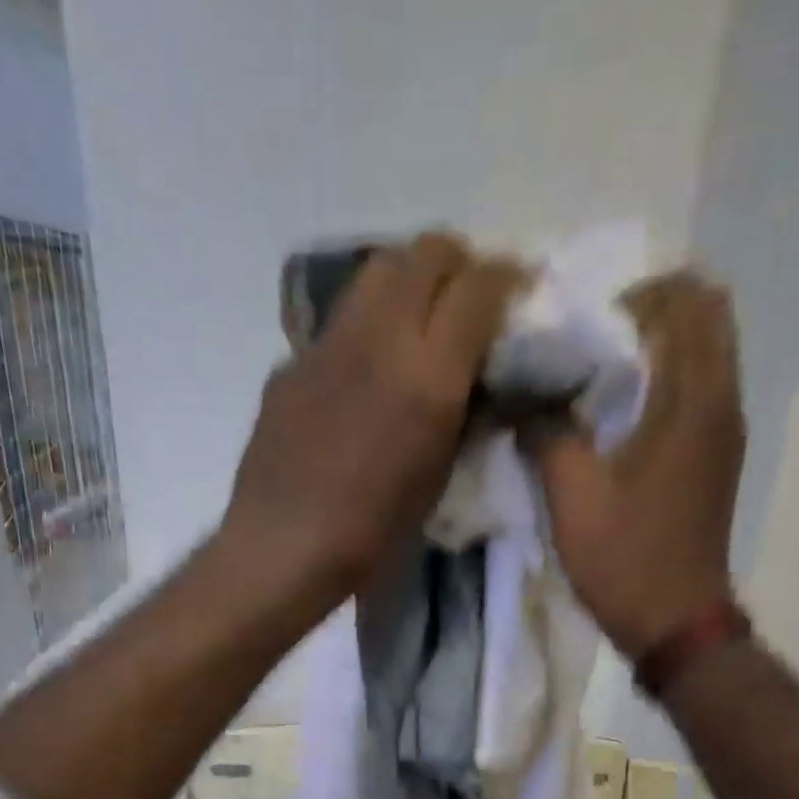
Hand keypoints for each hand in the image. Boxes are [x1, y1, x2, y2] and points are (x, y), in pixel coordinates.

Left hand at [220, 232, 522, 605]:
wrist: (283, 546)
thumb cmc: (372, 533)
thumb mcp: (438, 478)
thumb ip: (463, 415)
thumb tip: (477, 381)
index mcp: (428, 376)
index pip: (479, 286)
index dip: (506, 280)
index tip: (515, 294)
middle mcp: (380, 338)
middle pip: (426, 252)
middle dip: (458, 264)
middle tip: (466, 299)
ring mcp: (328, 343)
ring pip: (378, 270)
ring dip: (409, 280)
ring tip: (417, 321)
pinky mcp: (292, 361)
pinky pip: (339, 321)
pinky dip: (365, 327)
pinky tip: (362, 373)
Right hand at [523, 271, 745, 658]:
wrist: (676, 624)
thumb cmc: (626, 559)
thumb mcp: (573, 495)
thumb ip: (546, 432)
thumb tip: (520, 395)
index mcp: (693, 401)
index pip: (687, 301)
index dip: (635, 298)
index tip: (586, 329)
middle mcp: (721, 402)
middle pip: (706, 317)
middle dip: (650, 313)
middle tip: (593, 344)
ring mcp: (724, 431)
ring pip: (705, 353)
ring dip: (658, 348)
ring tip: (598, 378)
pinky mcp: (716, 457)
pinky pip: (698, 390)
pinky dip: (664, 382)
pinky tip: (617, 418)